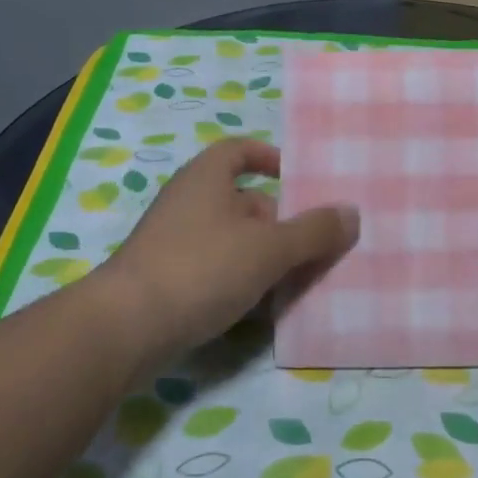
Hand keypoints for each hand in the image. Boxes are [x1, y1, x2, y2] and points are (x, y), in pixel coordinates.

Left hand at [104, 138, 357, 376]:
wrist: (125, 328)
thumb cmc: (202, 268)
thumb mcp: (269, 248)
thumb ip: (313, 231)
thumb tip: (352, 213)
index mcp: (206, 176)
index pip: (239, 150)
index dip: (268, 157)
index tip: (294, 178)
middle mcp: (187, 200)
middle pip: (241, 199)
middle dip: (277, 219)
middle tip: (311, 242)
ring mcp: (172, 240)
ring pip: (229, 238)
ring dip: (261, 254)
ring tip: (295, 278)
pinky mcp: (165, 278)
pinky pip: (213, 268)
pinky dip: (238, 280)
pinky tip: (260, 307)